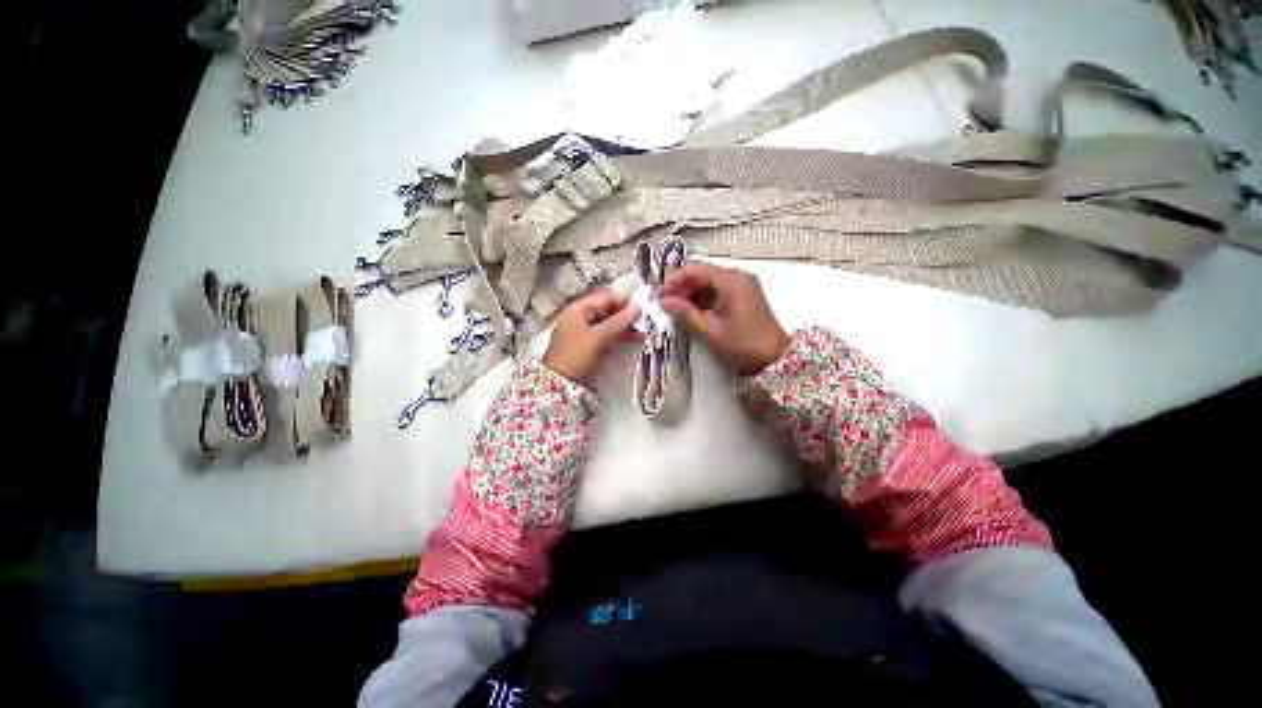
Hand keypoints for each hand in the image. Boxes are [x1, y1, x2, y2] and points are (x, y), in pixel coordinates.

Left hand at [542, 291, 640, 386]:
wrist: (560, 386)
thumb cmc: (575, 357)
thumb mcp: (598, 337)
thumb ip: (619, 321)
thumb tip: (638, 307)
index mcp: (577, 310)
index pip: (605, 298)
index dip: (623, 301)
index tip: (642, 307)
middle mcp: (580, 317)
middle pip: (607, 310)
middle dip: (626, 314)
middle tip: (646, 319)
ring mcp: (585, 332)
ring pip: (609, 323)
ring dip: (625, 326)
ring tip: (643, 330)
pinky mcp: (591, 346)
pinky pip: (608, 335)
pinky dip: (620, 335)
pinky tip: (634, 338)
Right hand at [659, 262, 789, 375]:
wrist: (776, 359)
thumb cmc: (743, 345)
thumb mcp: (710, 331)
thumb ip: (685, 314)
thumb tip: (664, 302)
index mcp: (731, 280)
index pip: (695, 269)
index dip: (674, 280)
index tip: (659, 295)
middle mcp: (737, 277)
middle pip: (702, 274)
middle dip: (681, 287)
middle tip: (666, 305)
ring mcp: (742, 285)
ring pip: (708, 282)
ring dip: (691, 294)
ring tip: (677, 311)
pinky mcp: (744, 296)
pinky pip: (718, 291)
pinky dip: (703, 299)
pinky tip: (693, 313)